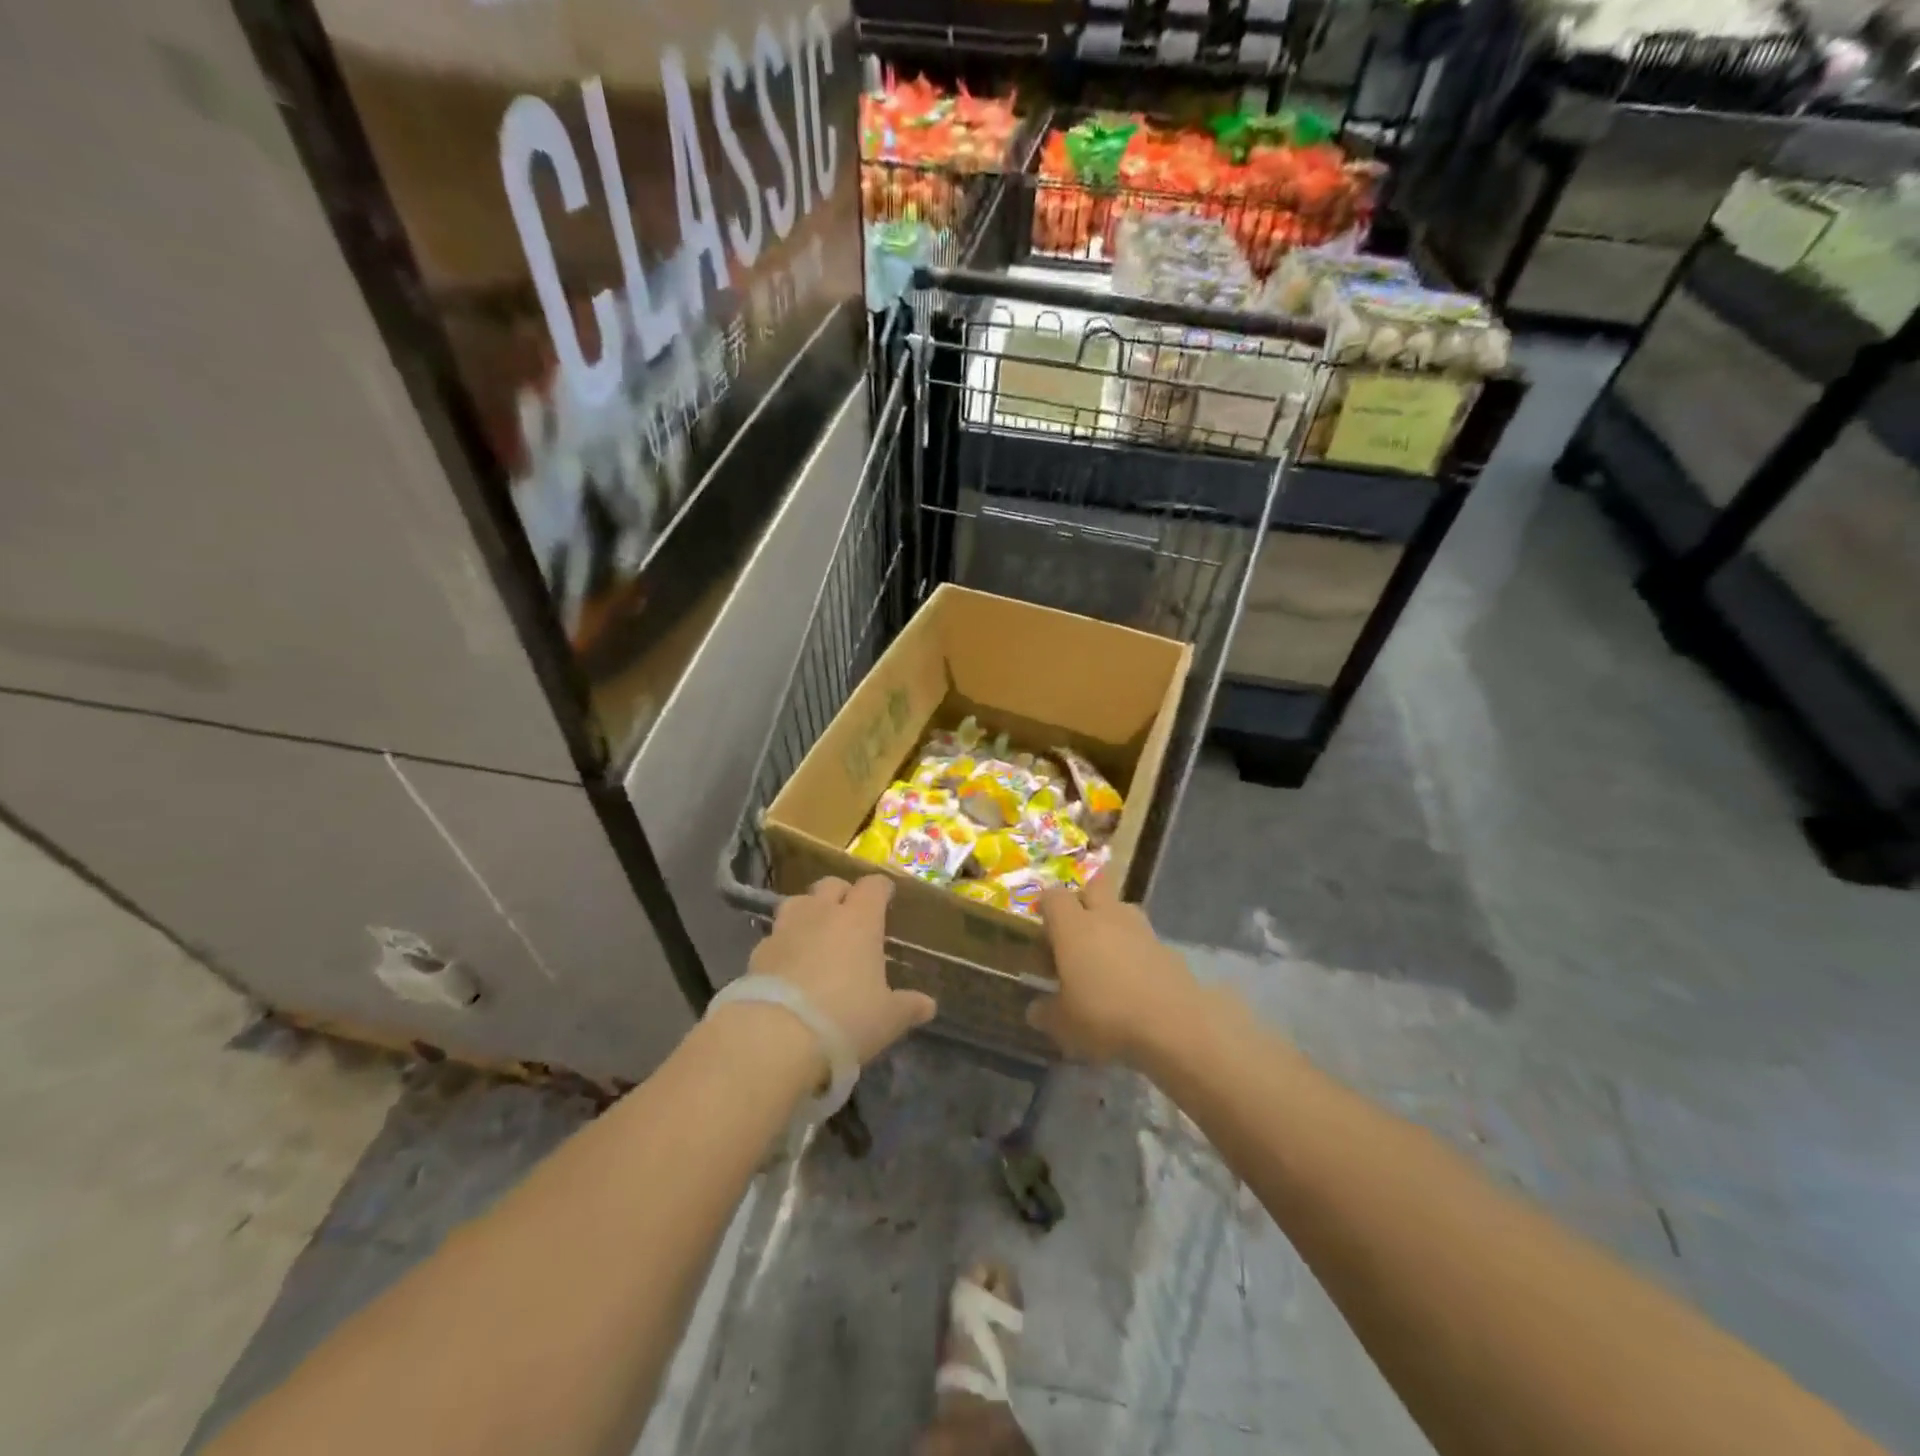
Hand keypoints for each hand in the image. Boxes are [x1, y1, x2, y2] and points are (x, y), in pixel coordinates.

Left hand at [750, 876, 935, 1062]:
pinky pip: (775, 936)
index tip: (886, 896)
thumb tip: (928, 1005)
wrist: (775, 1037)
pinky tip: (788, 965)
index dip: (881, 888)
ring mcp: (785, 929)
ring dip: (809, 911)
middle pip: (831, 884)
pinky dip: (784, 943)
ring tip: (815, 933)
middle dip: (842, 894)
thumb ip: (908, 1007)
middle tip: (850, 914)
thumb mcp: (887, 1019)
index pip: (873, 886)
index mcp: (859, 919)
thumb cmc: (845, 1018)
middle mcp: (822, 913)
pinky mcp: (757, 952)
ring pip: (798, 902)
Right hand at [1028, 872, 1198, 1064]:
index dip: (1045, 908)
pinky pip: (1142, 937)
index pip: (1053, 896)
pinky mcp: (1166, 947)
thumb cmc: (1106, 1016)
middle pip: (1092, 888)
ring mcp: (1141, 928)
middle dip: (1082, 903)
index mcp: (1073, 925)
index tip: (1042, 933)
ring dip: (1110, 923)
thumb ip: (1045, 1012)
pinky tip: (1131, 979)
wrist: (1175, 1025)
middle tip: (1073, 935)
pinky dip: (1134, 949)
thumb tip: (1035, 1009)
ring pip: (1120, 909)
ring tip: (1104, 958)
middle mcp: (1106, 916)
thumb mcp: (1063, 1024)